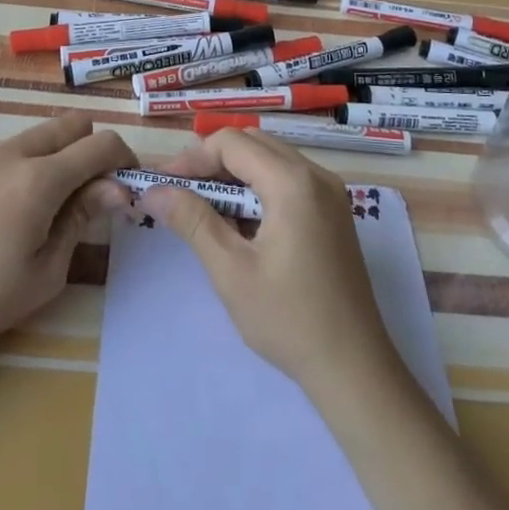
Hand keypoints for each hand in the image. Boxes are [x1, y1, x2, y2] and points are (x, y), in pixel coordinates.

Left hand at [0, 113, 134, 367]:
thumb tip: (118, 188)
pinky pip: (19, 147)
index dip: (124, 159)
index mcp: (39, 179)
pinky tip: (27, 205)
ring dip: (65, 153)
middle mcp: (14, 154)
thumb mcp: (49, 269)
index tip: (127, 187)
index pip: (100, 144)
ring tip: (61, 201)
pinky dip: (38, 161)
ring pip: (45, 132)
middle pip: (73, 123)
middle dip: (93, 149)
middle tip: (95, 192)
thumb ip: (83, 217)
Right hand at [140, 128, 399, 400]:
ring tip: (205, 209)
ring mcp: (331, 193)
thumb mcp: (231, 271)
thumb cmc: (288, 319)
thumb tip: (154, 191)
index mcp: (293, 183)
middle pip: (254, 143)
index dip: (193, 157)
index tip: (164, 184)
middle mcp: (317, 175)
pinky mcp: (335, 212)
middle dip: (212, 161)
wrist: (354, 366)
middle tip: (181, 193)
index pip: (233, 143)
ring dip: (235, 174)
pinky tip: (241, 223)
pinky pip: (290, 180)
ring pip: (272, 159)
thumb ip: (192, 221)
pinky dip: (259, 188)